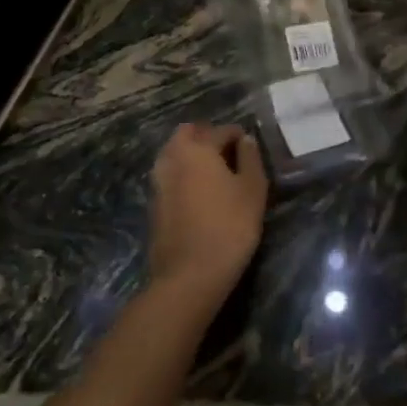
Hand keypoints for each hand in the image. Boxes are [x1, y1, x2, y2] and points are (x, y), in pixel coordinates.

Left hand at [147, 122, 267, 303]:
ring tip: (215, 174)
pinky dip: (183, 174)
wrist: (189, 275)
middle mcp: (172, 158)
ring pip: (174, 153)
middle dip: (207, 136)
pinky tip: (199, 193)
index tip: (250, 147)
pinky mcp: (154, 203)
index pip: (220, 130)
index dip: (238, 135)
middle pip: (187, 133)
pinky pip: (169, 175)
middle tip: (228, 153)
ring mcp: (158, 181)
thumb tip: (245, 140)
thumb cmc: (229, 226)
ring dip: (191, 154)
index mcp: (197, 148)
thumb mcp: (253, 190)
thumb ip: (250, 158)